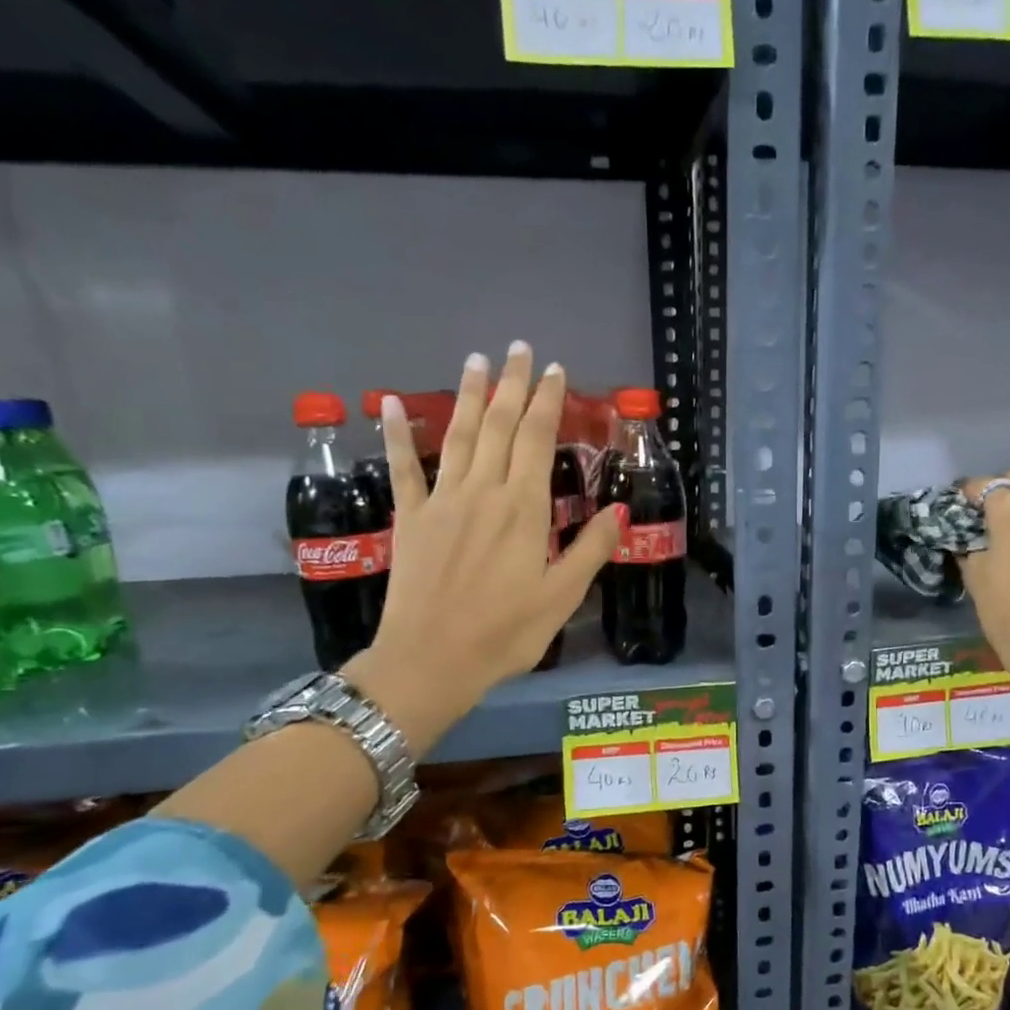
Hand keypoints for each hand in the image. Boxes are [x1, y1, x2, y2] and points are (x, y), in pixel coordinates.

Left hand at [342, 342, 620, 750]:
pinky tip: (392, 403)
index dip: (546, 402)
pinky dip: (397, 434)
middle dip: (511, 385)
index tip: (553, 371)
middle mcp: (483, 492)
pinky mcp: (411, 518)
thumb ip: (591, 549)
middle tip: (519, 349)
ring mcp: (442, 501)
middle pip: (498, 426)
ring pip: (457, 436)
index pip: (536, 440)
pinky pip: (403, 468)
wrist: (431, 660)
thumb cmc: (504, 633)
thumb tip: (618, 509)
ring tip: (476, 360)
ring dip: (468, 395)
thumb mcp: (562, 597)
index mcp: (523, 509)